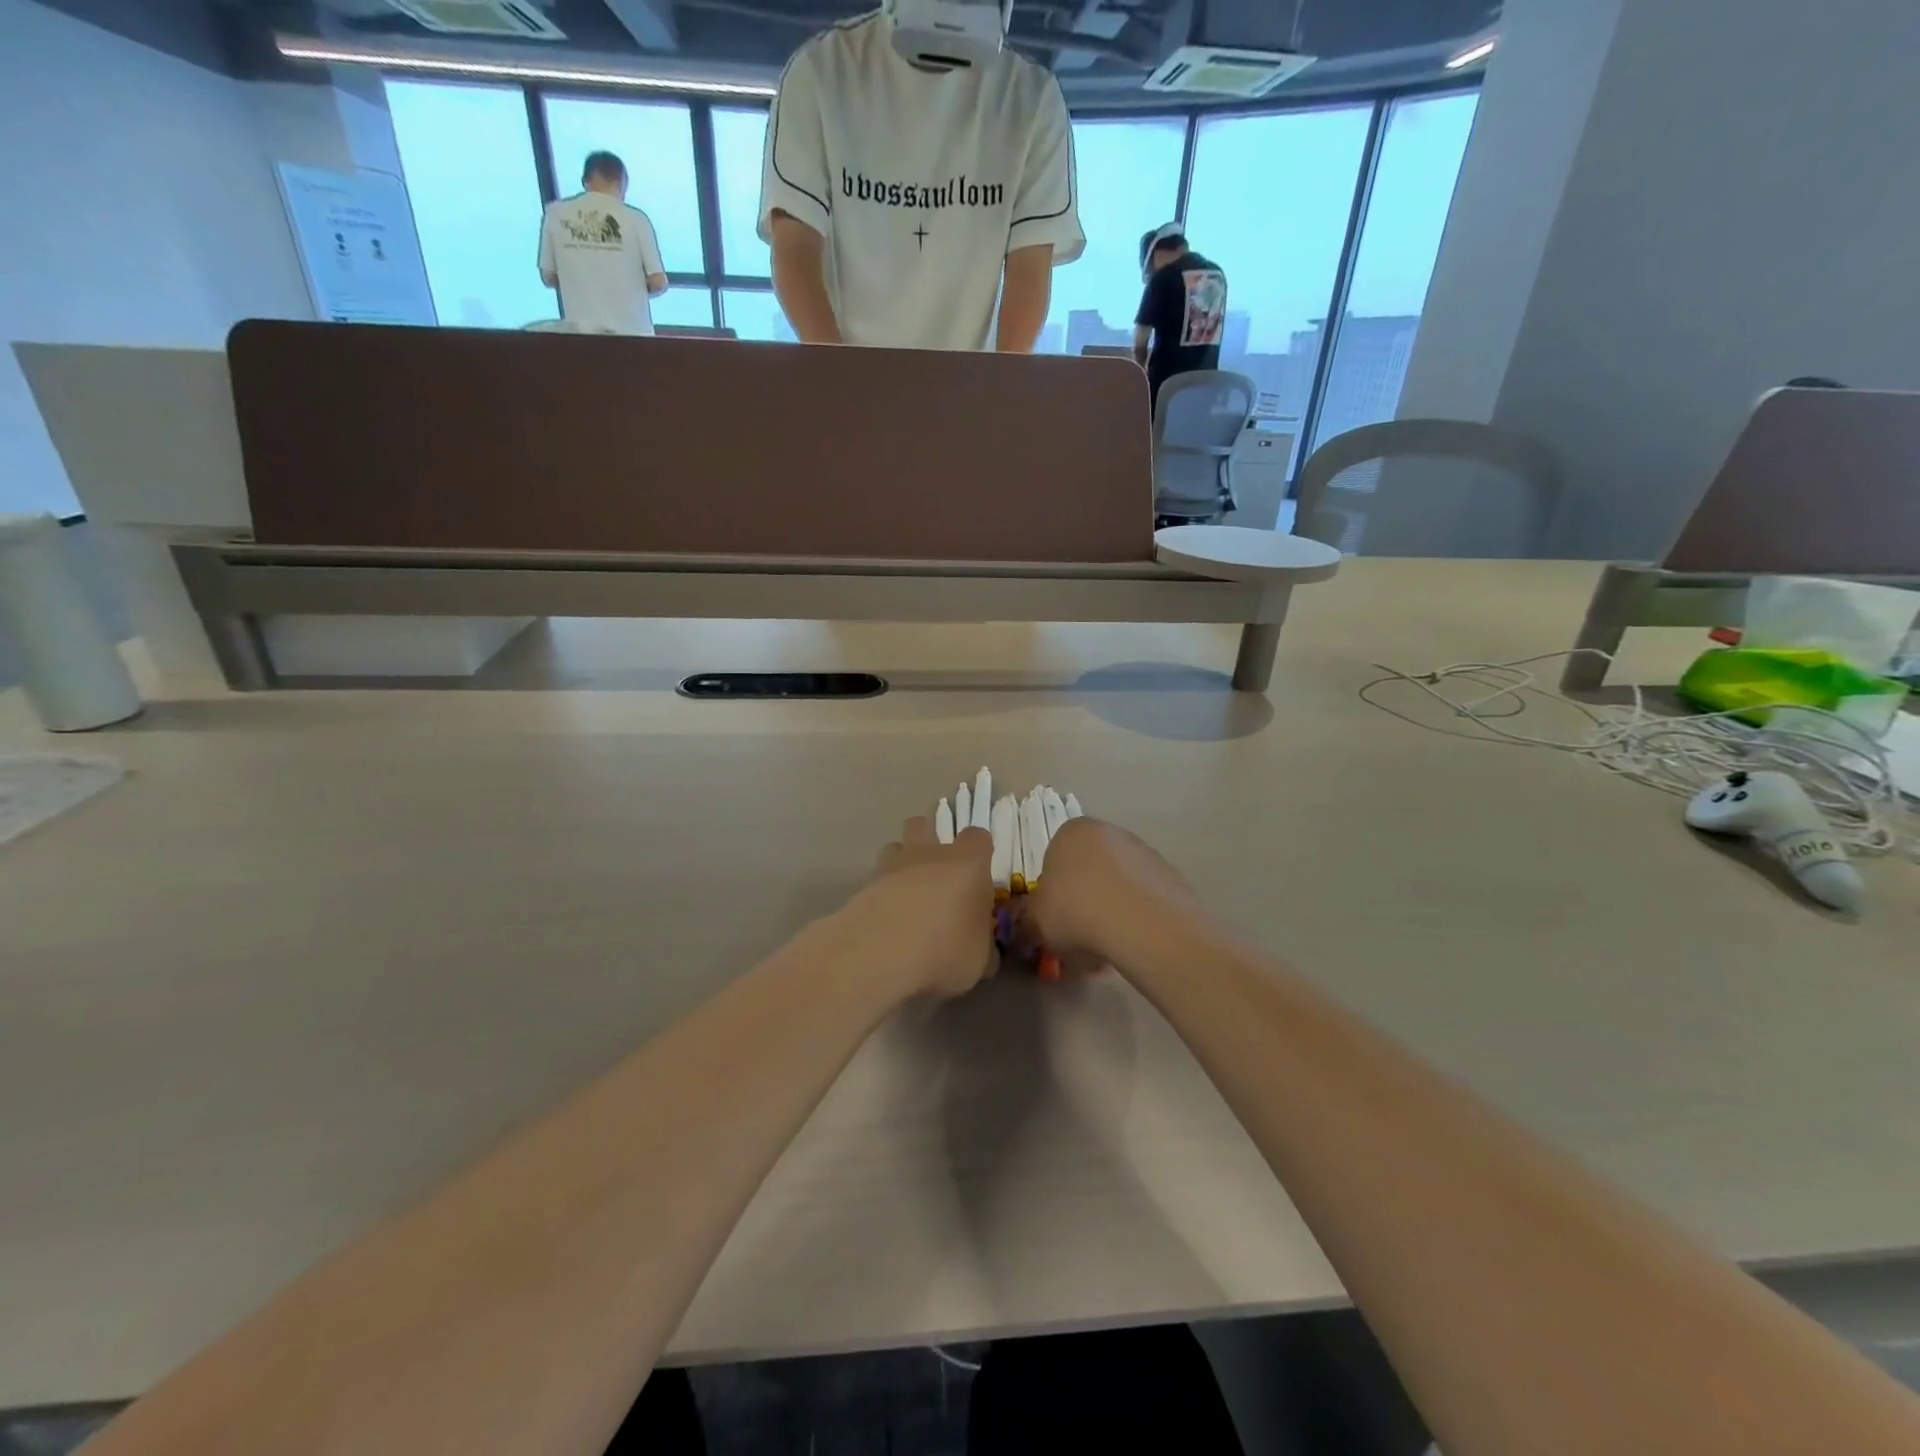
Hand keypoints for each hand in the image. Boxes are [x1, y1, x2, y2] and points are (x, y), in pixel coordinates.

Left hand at [847, 817, 997, 999]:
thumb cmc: (946, 949)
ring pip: (894, 846)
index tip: (980, 872)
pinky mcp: (863, 887)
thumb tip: (983, 950)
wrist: (882, 953)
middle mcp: (928, 855)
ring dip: (901, 862)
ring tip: (907, 893)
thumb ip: (982, 946)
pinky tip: (885, 921)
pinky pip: (875, 880)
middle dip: (929, 840)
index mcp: (967, 864)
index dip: (979, 851)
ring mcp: (891, 867)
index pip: (977, 837)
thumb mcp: (980, 959)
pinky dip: (881, 894)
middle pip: (924, 825)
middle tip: (937, 873)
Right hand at [1012, 818, 1203, 973]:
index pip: (1054, 859)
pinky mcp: (1171, 876)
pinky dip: (1136, 919)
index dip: (1052, 893)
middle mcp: (1110, 832)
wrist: (1144, 926)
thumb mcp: (1036, 921)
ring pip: (1117, 886)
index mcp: (1072, 832)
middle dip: (1083, 902)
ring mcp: (1144, 852)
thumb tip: (1025, 927)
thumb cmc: (1077, 911)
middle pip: (1088, 871)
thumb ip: (1027, 920)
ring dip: (1110, 912)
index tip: (1054, 919)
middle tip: (1078, 937)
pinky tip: (1133, 944)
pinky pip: (1143, 899)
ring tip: (1107, 948)